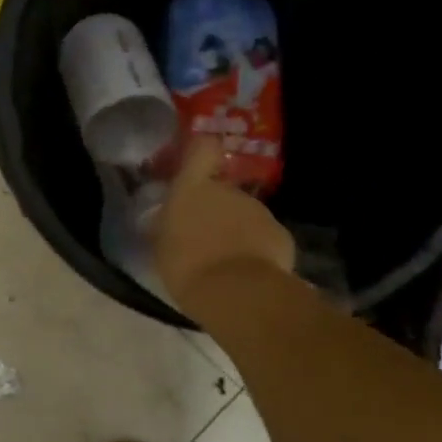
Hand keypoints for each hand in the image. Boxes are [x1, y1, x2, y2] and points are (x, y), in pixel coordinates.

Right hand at [153, 138, 296, 316]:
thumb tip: (168, 220)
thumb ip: (167, 226)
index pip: (201, 149)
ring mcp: (257, 210)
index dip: (200, 151)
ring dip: (235, 231)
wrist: (236, 292)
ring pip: (243, 214)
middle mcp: (227, 191)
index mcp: (192, 189)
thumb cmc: (185, 266)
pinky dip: (257, 250)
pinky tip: (248, 274)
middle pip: (222, 190)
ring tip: (225, 263)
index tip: (196, 164)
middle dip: (215, 209)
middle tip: (203, 238)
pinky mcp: (280, 233)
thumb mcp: (161, 247)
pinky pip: (263, 236)